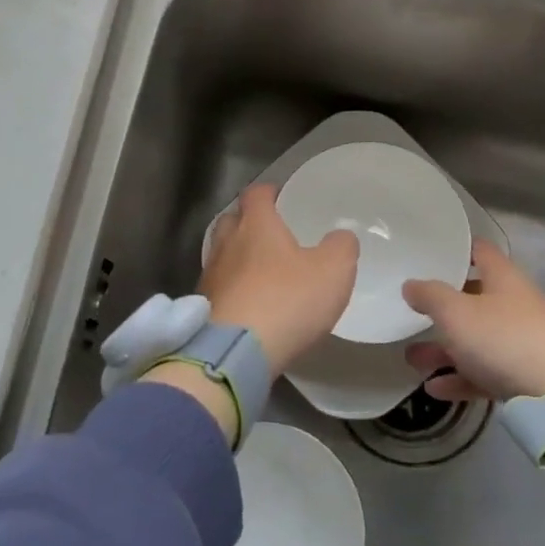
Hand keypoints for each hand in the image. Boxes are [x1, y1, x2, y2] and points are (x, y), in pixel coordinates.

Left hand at [201, 184, 358, 375]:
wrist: (235, 353)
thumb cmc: (287, 301)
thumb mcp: (333, 271)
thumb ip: (341, 247)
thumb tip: (340, 237)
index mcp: (256, 225)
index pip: (256, 193)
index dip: (269, 192)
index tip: (281, 197)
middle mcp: (226, 244)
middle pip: (231, 220)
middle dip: (248, 222)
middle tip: (270, 233)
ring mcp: (209, 277)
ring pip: (221, 255)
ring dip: (237, 257)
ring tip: (260, 270)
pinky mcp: (202, 308)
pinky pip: (218, 288)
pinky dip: (232, 289)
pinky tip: (248, 303)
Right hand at [402, 241, 544, 401]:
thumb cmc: (503, 338)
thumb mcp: (456, 312)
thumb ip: (430, 296)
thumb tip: (411, 285)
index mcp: (503, 279)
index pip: (480, 252)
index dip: (457, 250)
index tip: (430, 254)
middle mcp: (514, 305)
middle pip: (473, 300)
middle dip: (440, 311)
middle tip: (410, 315)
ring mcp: (520, 342)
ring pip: (475, 341)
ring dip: (443, 350)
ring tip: (412, 360)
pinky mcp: (522, 377)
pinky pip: (484, 373)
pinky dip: (459, 378)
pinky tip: (434, 389)